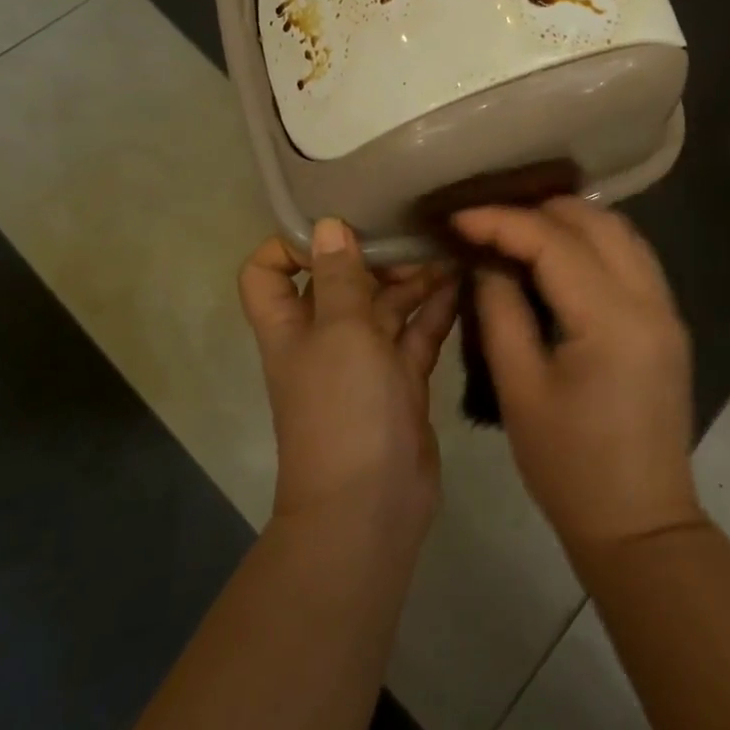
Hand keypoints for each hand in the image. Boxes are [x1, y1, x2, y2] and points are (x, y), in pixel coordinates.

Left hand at [239, 219, 458, 531]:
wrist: (371, 505)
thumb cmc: (343, 407)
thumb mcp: (339, 331)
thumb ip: (339, 276)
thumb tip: (327, 224)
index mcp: (291, 326)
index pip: (268, 273)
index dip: (288, 245)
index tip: (334, 225)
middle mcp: (324, 338)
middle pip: (339, 282)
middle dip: (372, 256)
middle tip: (412, 234)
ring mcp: (365, 361)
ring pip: (385, 307)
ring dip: (411, 280)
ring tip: (447, 251)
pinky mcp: (401, 381)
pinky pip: (417, 335)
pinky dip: (435, 310)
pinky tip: (461, 283)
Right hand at [452, 198, 701, 553]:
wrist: (640, 526)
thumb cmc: (570, 468)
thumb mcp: (519, 389)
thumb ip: (500, 311)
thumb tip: (487, 261)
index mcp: (612, 321)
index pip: (554, 243)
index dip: (501, 222)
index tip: (458, 218)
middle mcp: (650, 301)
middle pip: (595, 221)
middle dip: (537, 210)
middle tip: (488, 222)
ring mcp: (667, 309)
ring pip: (620, 231)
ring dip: (569, 221)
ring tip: (518, 230)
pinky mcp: (668, 322)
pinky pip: (632, 256)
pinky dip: (594, 241)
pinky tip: (559, 255)